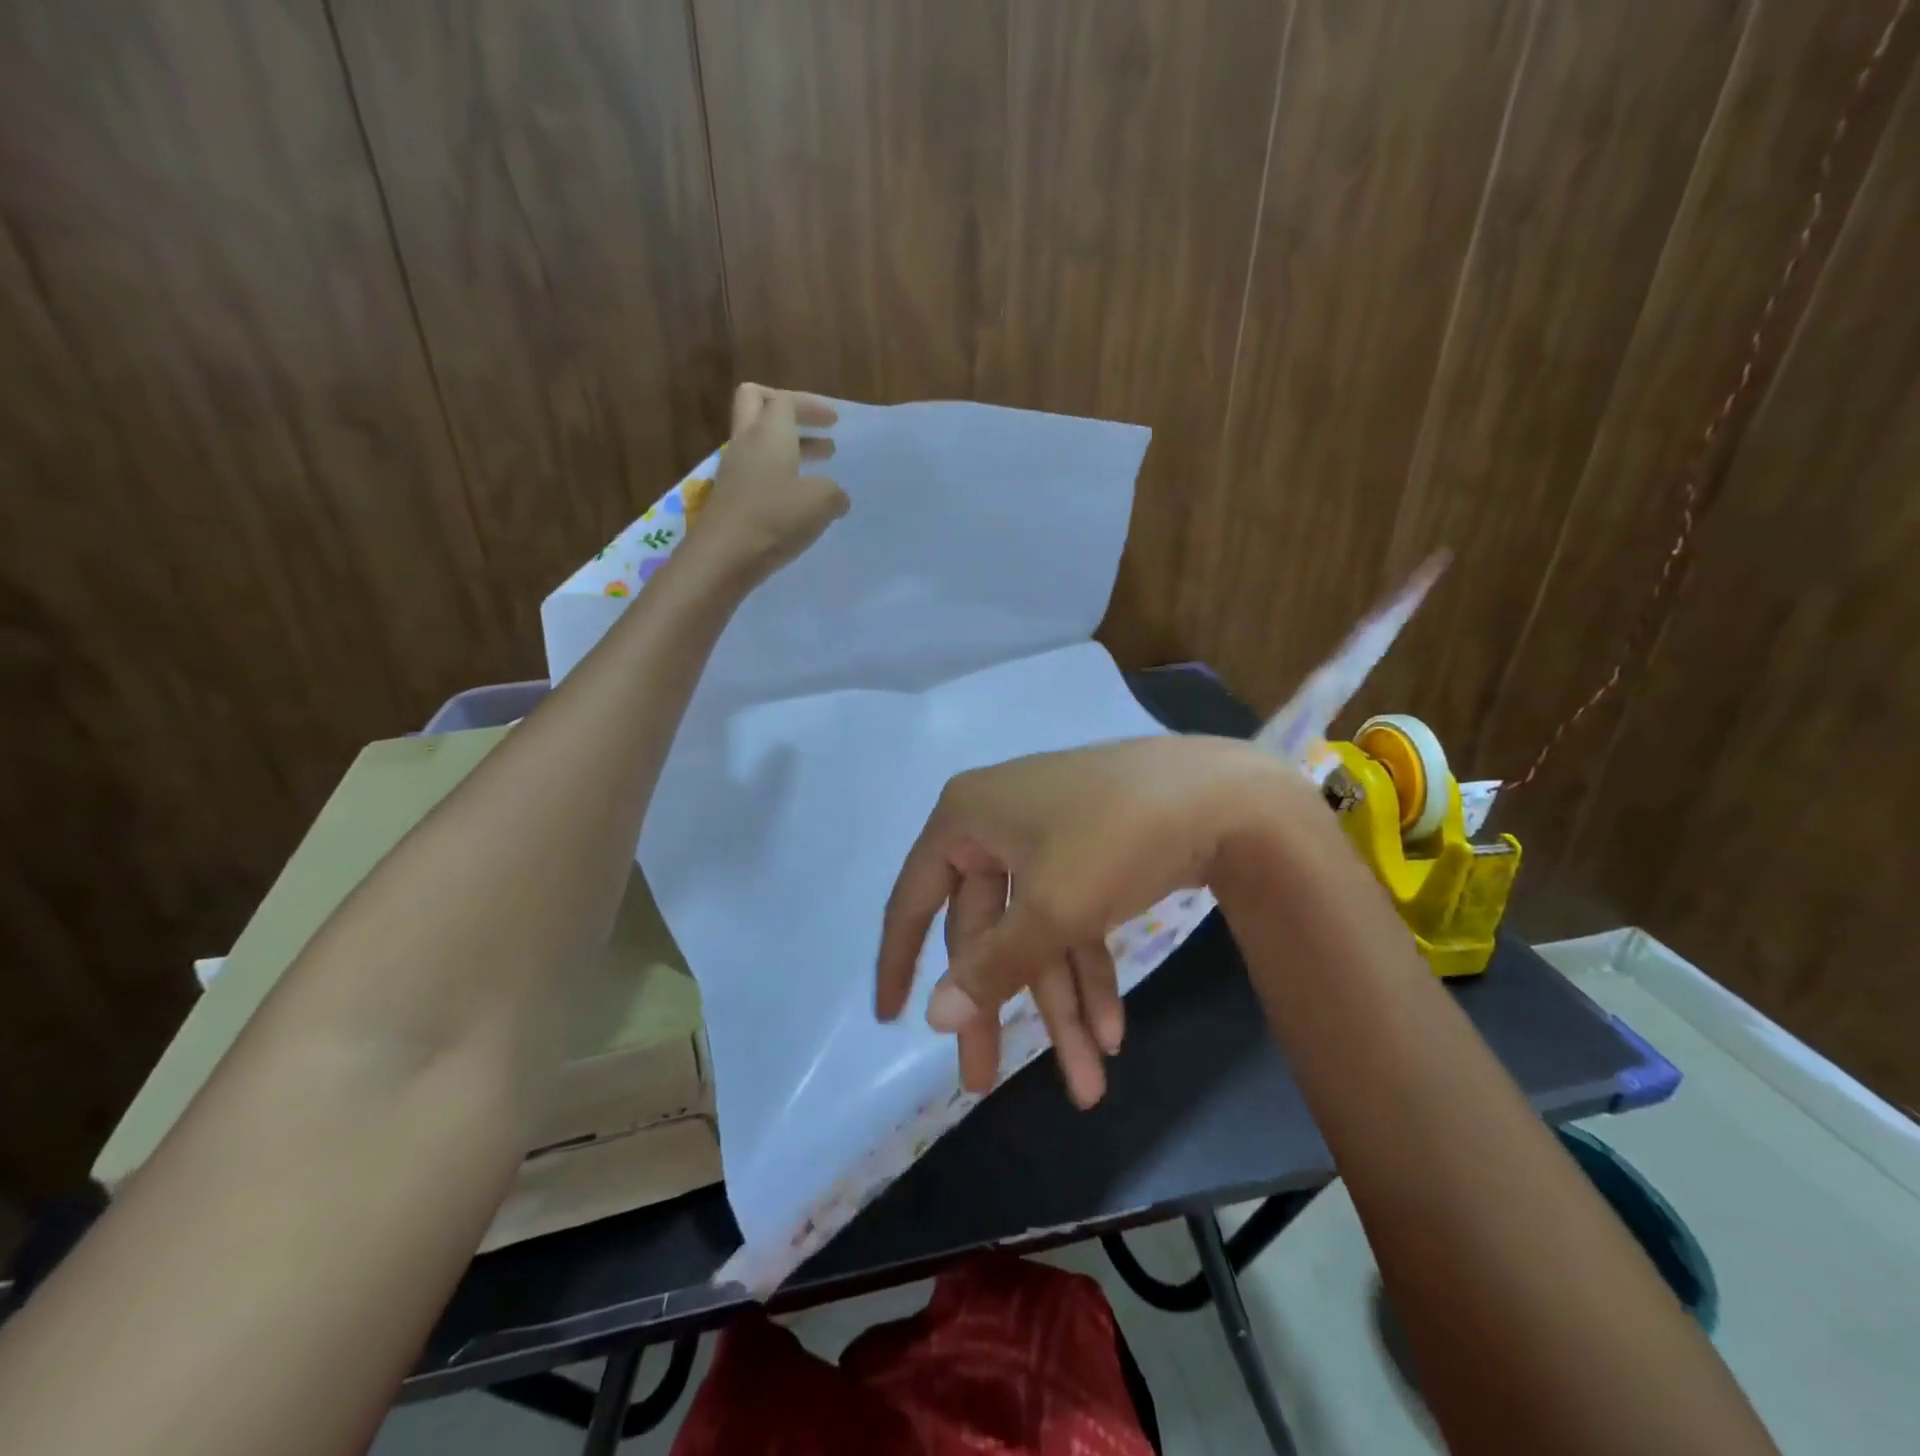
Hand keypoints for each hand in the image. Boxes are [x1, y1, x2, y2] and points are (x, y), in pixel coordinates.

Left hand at [696, 384, 844, 580]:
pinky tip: (796, 500)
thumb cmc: (774, 519)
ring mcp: (733, 471)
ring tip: (816, 468)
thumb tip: (836, 497)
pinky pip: (755, 473)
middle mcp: (746, 444)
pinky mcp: (729, 498)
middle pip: (756, 404)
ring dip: (787, 448)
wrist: (722, 557)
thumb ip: (834, 493)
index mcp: (769, 433)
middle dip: (787, 411)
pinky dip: (778, 476)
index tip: (833, 420)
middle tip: (814, 428)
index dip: (810, 406)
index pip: (785, 400)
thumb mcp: (821, 502)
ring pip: (758, 442)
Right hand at [875, 737, 1319, 1106]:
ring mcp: (1045, 836)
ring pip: (1034, 932)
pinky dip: (1087, 970)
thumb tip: (933, 1017)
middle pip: (984, 929)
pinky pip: (1071, 917)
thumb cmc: (1114, 839)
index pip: (916, 899)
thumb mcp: (1049, 908)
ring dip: (1057, 1004)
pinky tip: (1111, 1032)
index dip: (899, 961)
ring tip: (1086, 1083)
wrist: (1224, 796)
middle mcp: (995, 823)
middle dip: (1001, 1007)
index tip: (890, 1021)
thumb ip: (991, 967)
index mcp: (965, 819)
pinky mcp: (1088, 852)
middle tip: (985, 1085)